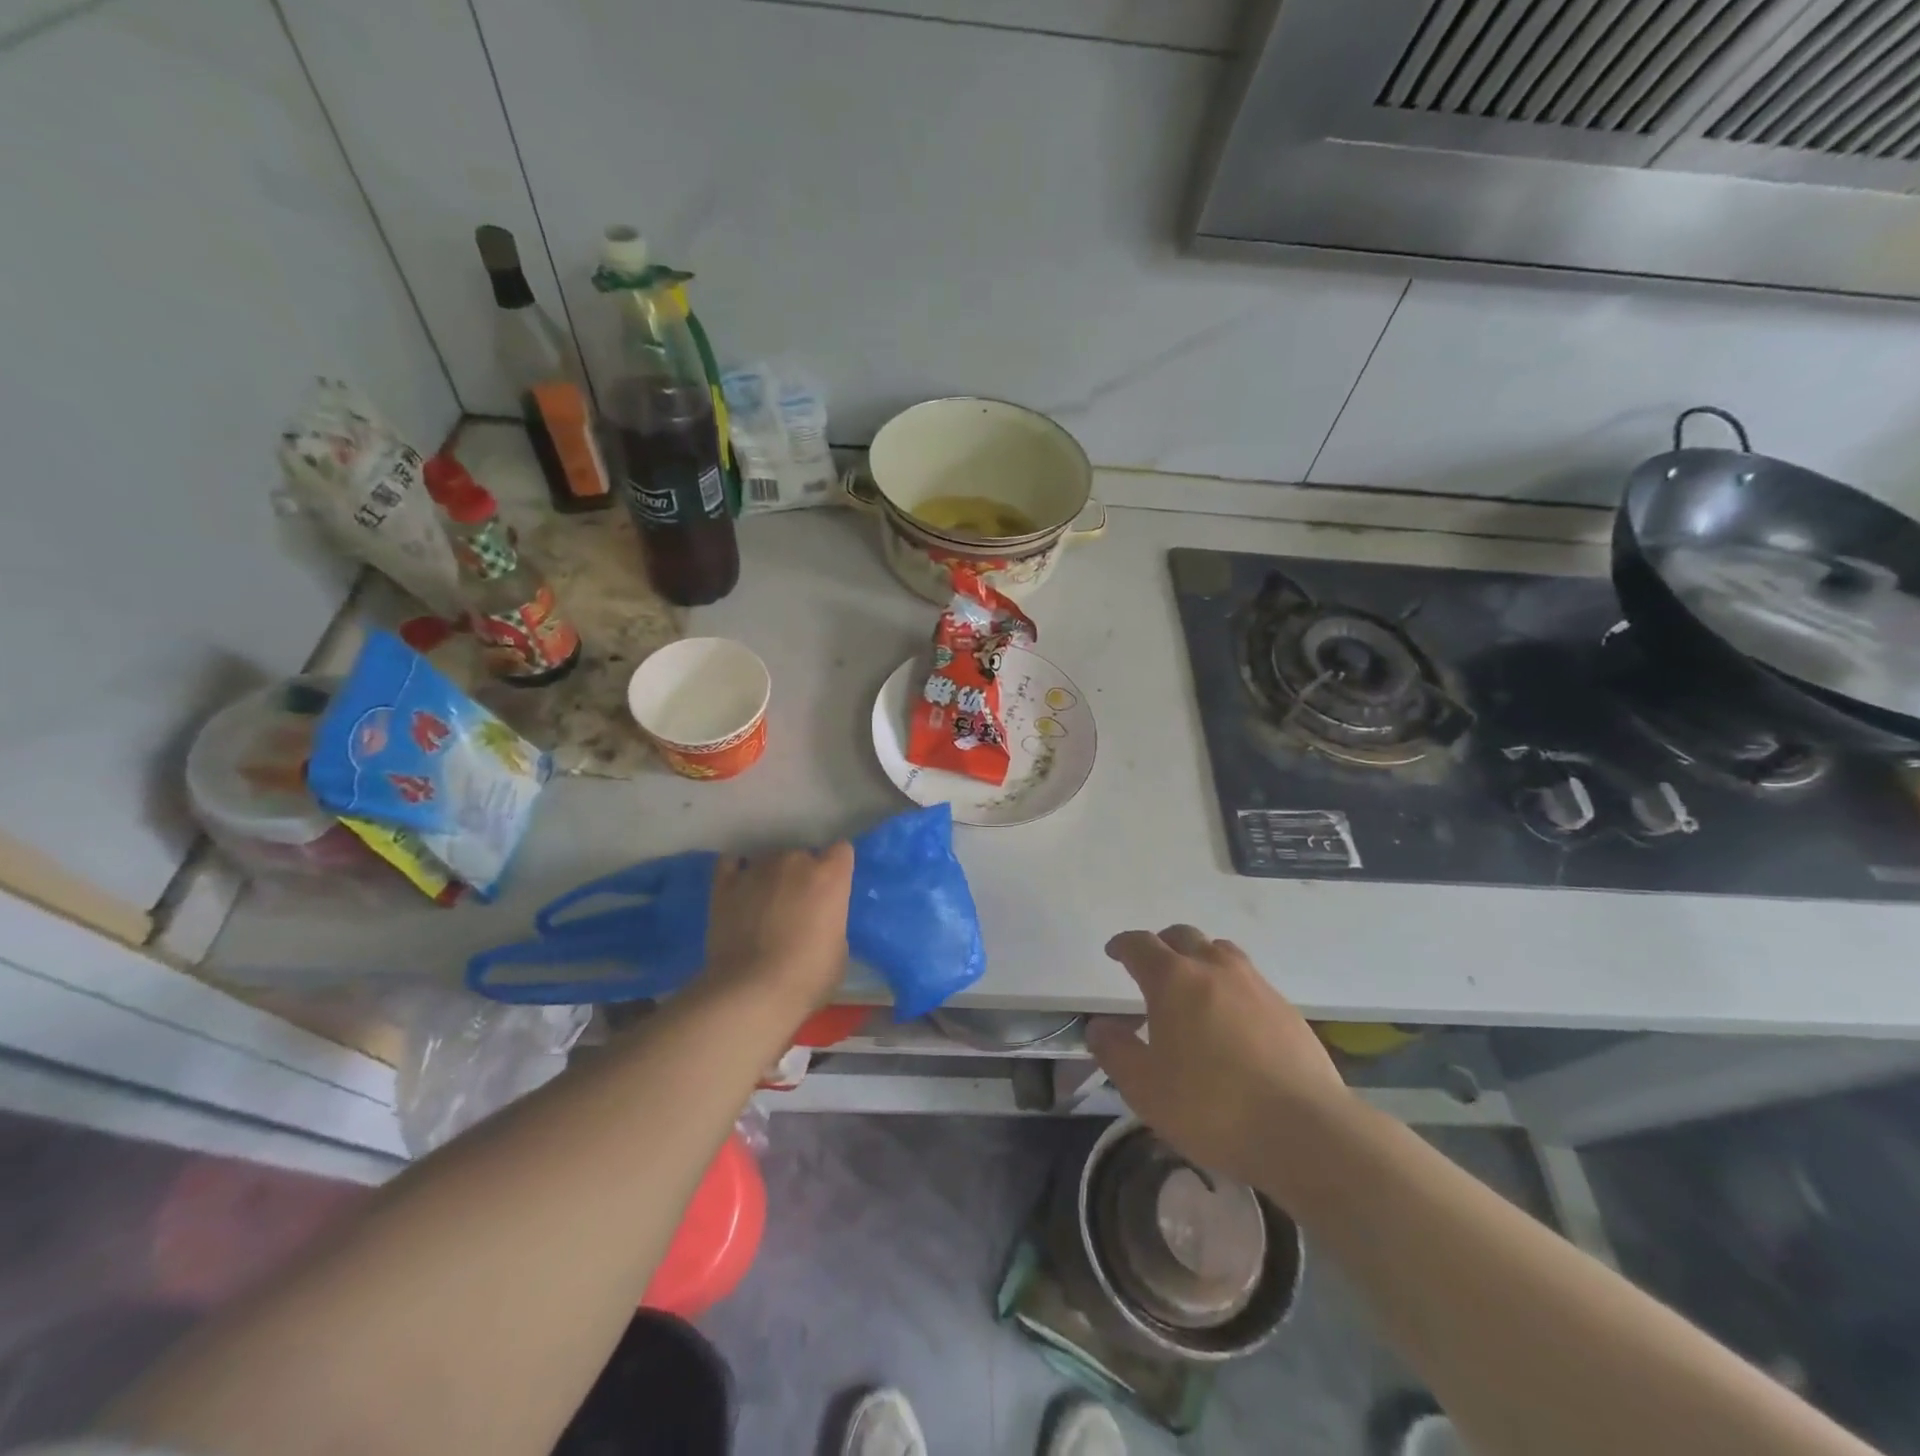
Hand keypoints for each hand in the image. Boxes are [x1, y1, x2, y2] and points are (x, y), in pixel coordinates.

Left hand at [702, 843, 854, 1011]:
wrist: (751, 991)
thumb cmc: (807, 976)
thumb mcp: (839, 949)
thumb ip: (831, 921)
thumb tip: (819, 920)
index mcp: (830, 876)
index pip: (841, 851)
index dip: (837, 869)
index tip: (833, 889)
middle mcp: (795, 861)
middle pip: (803, 855)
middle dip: (802, 875)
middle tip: (797, 906)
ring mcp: (757, 868)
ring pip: (769, 859)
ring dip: (771, 877)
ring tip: (764, 904)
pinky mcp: (725, 884)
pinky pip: (731, 863)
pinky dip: (737, 871)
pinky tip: (739, 889)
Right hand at [1086, 925, 1348, 1190]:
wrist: (1305, 1131)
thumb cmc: (1212, 1107)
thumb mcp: (1144, 1088)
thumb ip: (1115, 1051)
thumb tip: (1100, 1026)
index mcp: (1174, 980)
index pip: (1140, 945)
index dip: (1123, 945)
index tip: (1114, 952)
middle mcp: (1214, 969)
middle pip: (1183, 936)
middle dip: (1162, 944)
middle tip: (1152, 966)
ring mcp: (1256, 985)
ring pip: (1221, 951)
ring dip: (1200, 958)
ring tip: (1193, 986)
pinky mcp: (1286, 1009)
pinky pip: (1249, 980)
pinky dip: (1230, 985)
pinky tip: (1231, 1019)